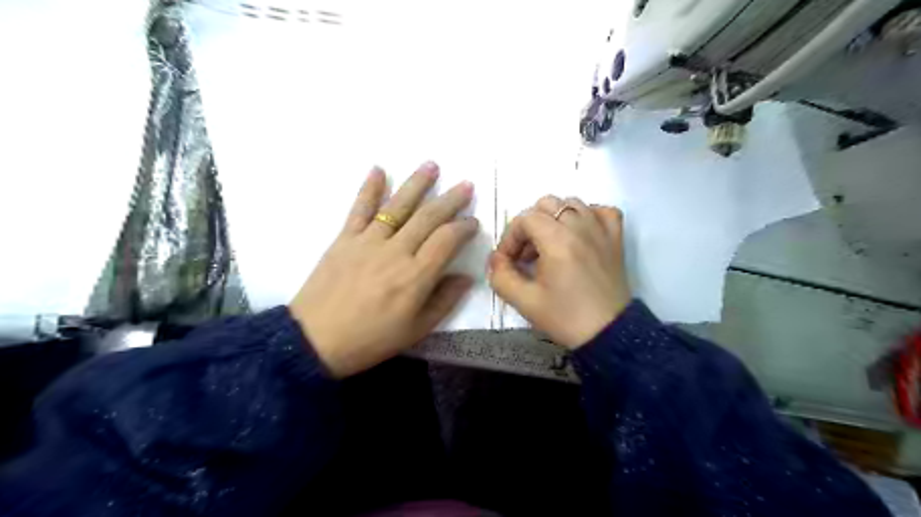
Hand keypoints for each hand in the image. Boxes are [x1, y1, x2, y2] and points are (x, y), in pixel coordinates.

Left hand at [291, 164, 478, 376]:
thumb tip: (466, 277)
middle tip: (466, 185)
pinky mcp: (345, 239)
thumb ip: (444, 301)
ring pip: (398, 206)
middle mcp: (395, 252)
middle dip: (450, 200)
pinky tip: (378, 169)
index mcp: (415, 276)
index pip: (447, 240)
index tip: (473, 222)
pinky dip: (369, 188)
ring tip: (432, 165)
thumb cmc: (370, 339)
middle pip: (428, 217)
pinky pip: (360, 209)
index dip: (464, 227)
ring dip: (417, 184)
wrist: (315, 341)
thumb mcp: (416, 330)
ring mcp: (368, 241)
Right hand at [488, 196, 632, 349]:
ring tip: (550, 245)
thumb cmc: (565, 317)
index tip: (508, 261)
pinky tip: (579, 234)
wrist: (608, 334)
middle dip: (529, 225)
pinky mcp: (615, 239)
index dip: (510, 237)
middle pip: (546, 204)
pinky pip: (602, 211)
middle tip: (526, 254)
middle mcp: (581, 226)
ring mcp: (601, 230)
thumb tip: (496, 259)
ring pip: (572, 203)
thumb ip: (501, 276)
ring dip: (554, 218)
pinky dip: (587, 216)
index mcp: (558, 240)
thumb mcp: (524, 301)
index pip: (525, 219)